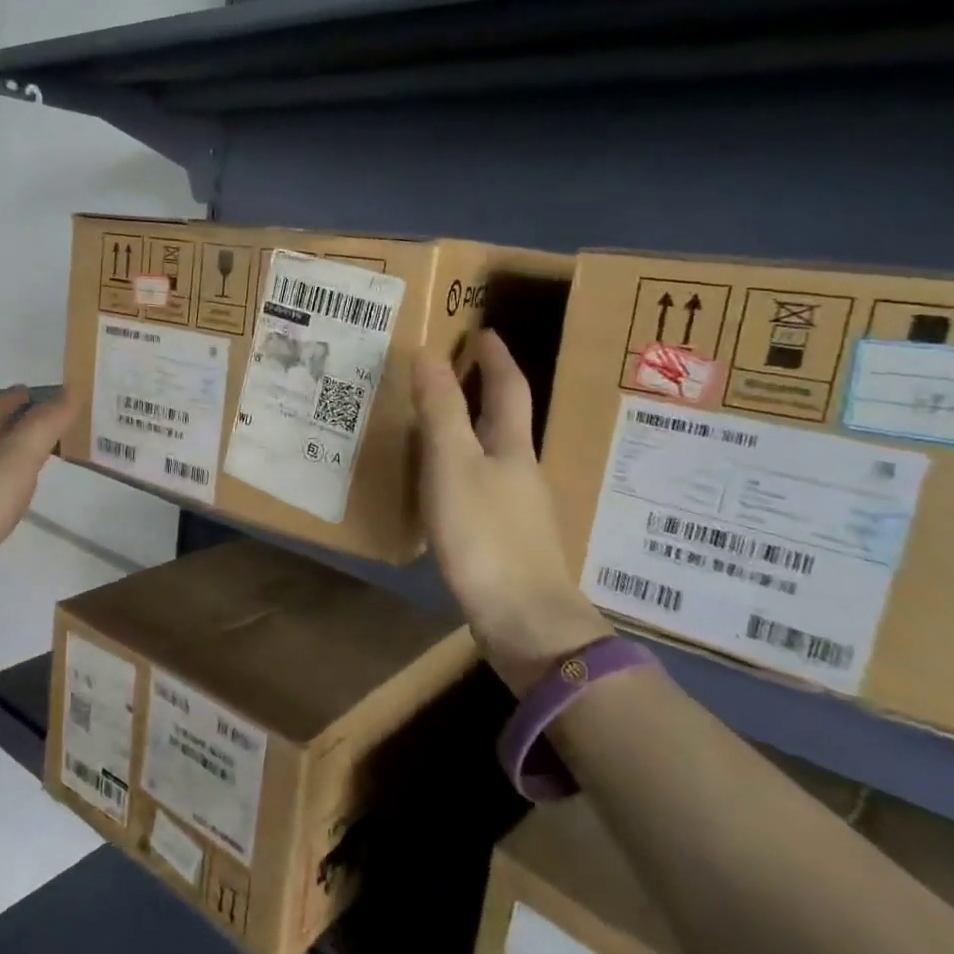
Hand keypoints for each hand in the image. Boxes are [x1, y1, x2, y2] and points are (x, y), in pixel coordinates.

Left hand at [0, 386, 74, 653]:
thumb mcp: (13, 463)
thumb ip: (42, 427)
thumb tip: (70, 391)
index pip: (1, 401)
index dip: (31, 396)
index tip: (64, 398)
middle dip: (21, 422)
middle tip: (59, 427)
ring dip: (11, 454)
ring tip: (41, 460)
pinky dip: (0, 486)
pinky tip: (10, 501)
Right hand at [411, 329, 607, 688]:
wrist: (525, 622)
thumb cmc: (485, 535)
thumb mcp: (452, 465)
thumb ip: (440, 411)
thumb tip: (429, 352)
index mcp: (513, 448)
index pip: (509, 388)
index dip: (495, 358)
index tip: (482, 332)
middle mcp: (522, 472)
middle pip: (507, 421)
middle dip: (486, 391)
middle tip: (452, 371)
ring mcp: (519, 509)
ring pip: (495, 455)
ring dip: (473, 430)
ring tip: (438, 423)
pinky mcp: (507, 541)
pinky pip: (484, 488)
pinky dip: (464, 469)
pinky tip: (445, 486)